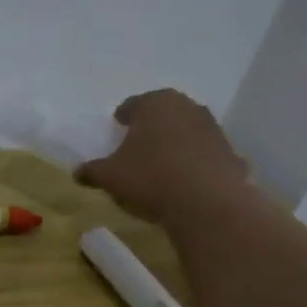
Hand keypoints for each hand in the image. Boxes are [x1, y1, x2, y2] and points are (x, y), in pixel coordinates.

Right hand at [77, 89, 249, 225]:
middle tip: (135, 147)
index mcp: (154, 104)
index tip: (115, 131)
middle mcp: (186, 107)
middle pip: (161, 114)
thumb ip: (92, 171)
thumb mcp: (110, 176)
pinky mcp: (228, 151)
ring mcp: (211, 127)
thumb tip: (78, 172)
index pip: (132, 105)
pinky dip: (191, 162)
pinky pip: (201, 153)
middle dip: (149, 128)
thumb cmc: (150, 178)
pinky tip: (182, 182)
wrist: (208, 203)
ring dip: (172, 143)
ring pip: (184, 131)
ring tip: (159, 166)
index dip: (121, 118)